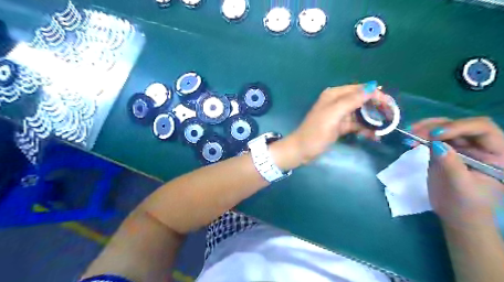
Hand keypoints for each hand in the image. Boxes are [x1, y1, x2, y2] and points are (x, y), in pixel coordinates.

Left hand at [283, 81, 382, 165]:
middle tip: (391, 117)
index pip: (359, 89)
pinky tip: (374, 135)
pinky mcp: (339, 126)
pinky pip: (355, 124)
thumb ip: (351, 100)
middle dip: (376, 107)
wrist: (302, 150)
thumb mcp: (333, 114)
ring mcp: (338, 115)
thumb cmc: (316, 132)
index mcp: (334, 95)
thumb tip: (372, 87)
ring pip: (360, 113)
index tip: (390, 104)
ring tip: (386, 128)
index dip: (375, 95)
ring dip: (372, 120)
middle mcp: (337, 102)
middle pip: (361, 100)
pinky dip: (364, 129)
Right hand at [413, 118, 503, 227]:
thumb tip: (436, 144)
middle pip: (459, 125)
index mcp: (496, 153)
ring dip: (425, 128)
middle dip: (437, 126)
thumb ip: (452, 165)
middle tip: (415, 132)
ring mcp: (461, 147)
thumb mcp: (462, 187)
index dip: (459, 127)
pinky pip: (432, 138)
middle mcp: (480, 146)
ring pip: (444, 128)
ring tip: (409, 133)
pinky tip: (410, 139)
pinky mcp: (444, 151)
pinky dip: (420, 136)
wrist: (457, 217)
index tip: (435, 135)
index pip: (481, 128)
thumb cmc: (467, 205)